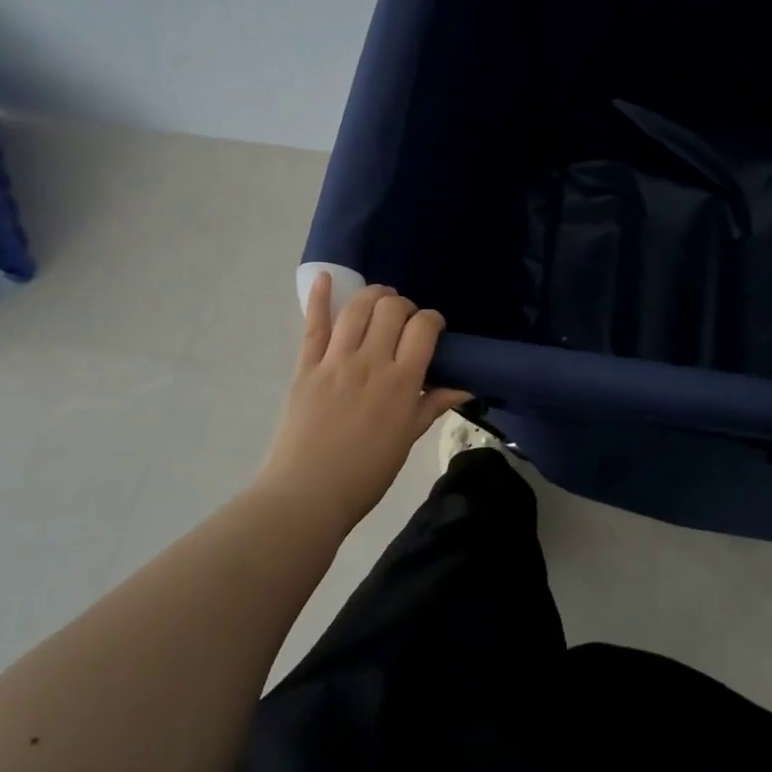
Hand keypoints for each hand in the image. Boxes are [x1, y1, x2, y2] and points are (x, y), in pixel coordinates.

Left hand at [256, 275, 470, 534]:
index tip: (432, 328)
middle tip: (403, 320)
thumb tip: (466, 387)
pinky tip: (326, 277)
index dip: (432, 319)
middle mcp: (371, 362)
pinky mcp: (306, 366)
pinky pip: (313, 324)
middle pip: (391, 309)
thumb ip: (433, 405)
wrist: (308, 494)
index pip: (424, 328)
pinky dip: (319, 297)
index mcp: (401, 382)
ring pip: (357, 308)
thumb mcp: (407, 439)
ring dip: (372, 295)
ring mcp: (335, 361)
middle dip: (403, 305)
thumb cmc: (366, 473)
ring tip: (378, 299)